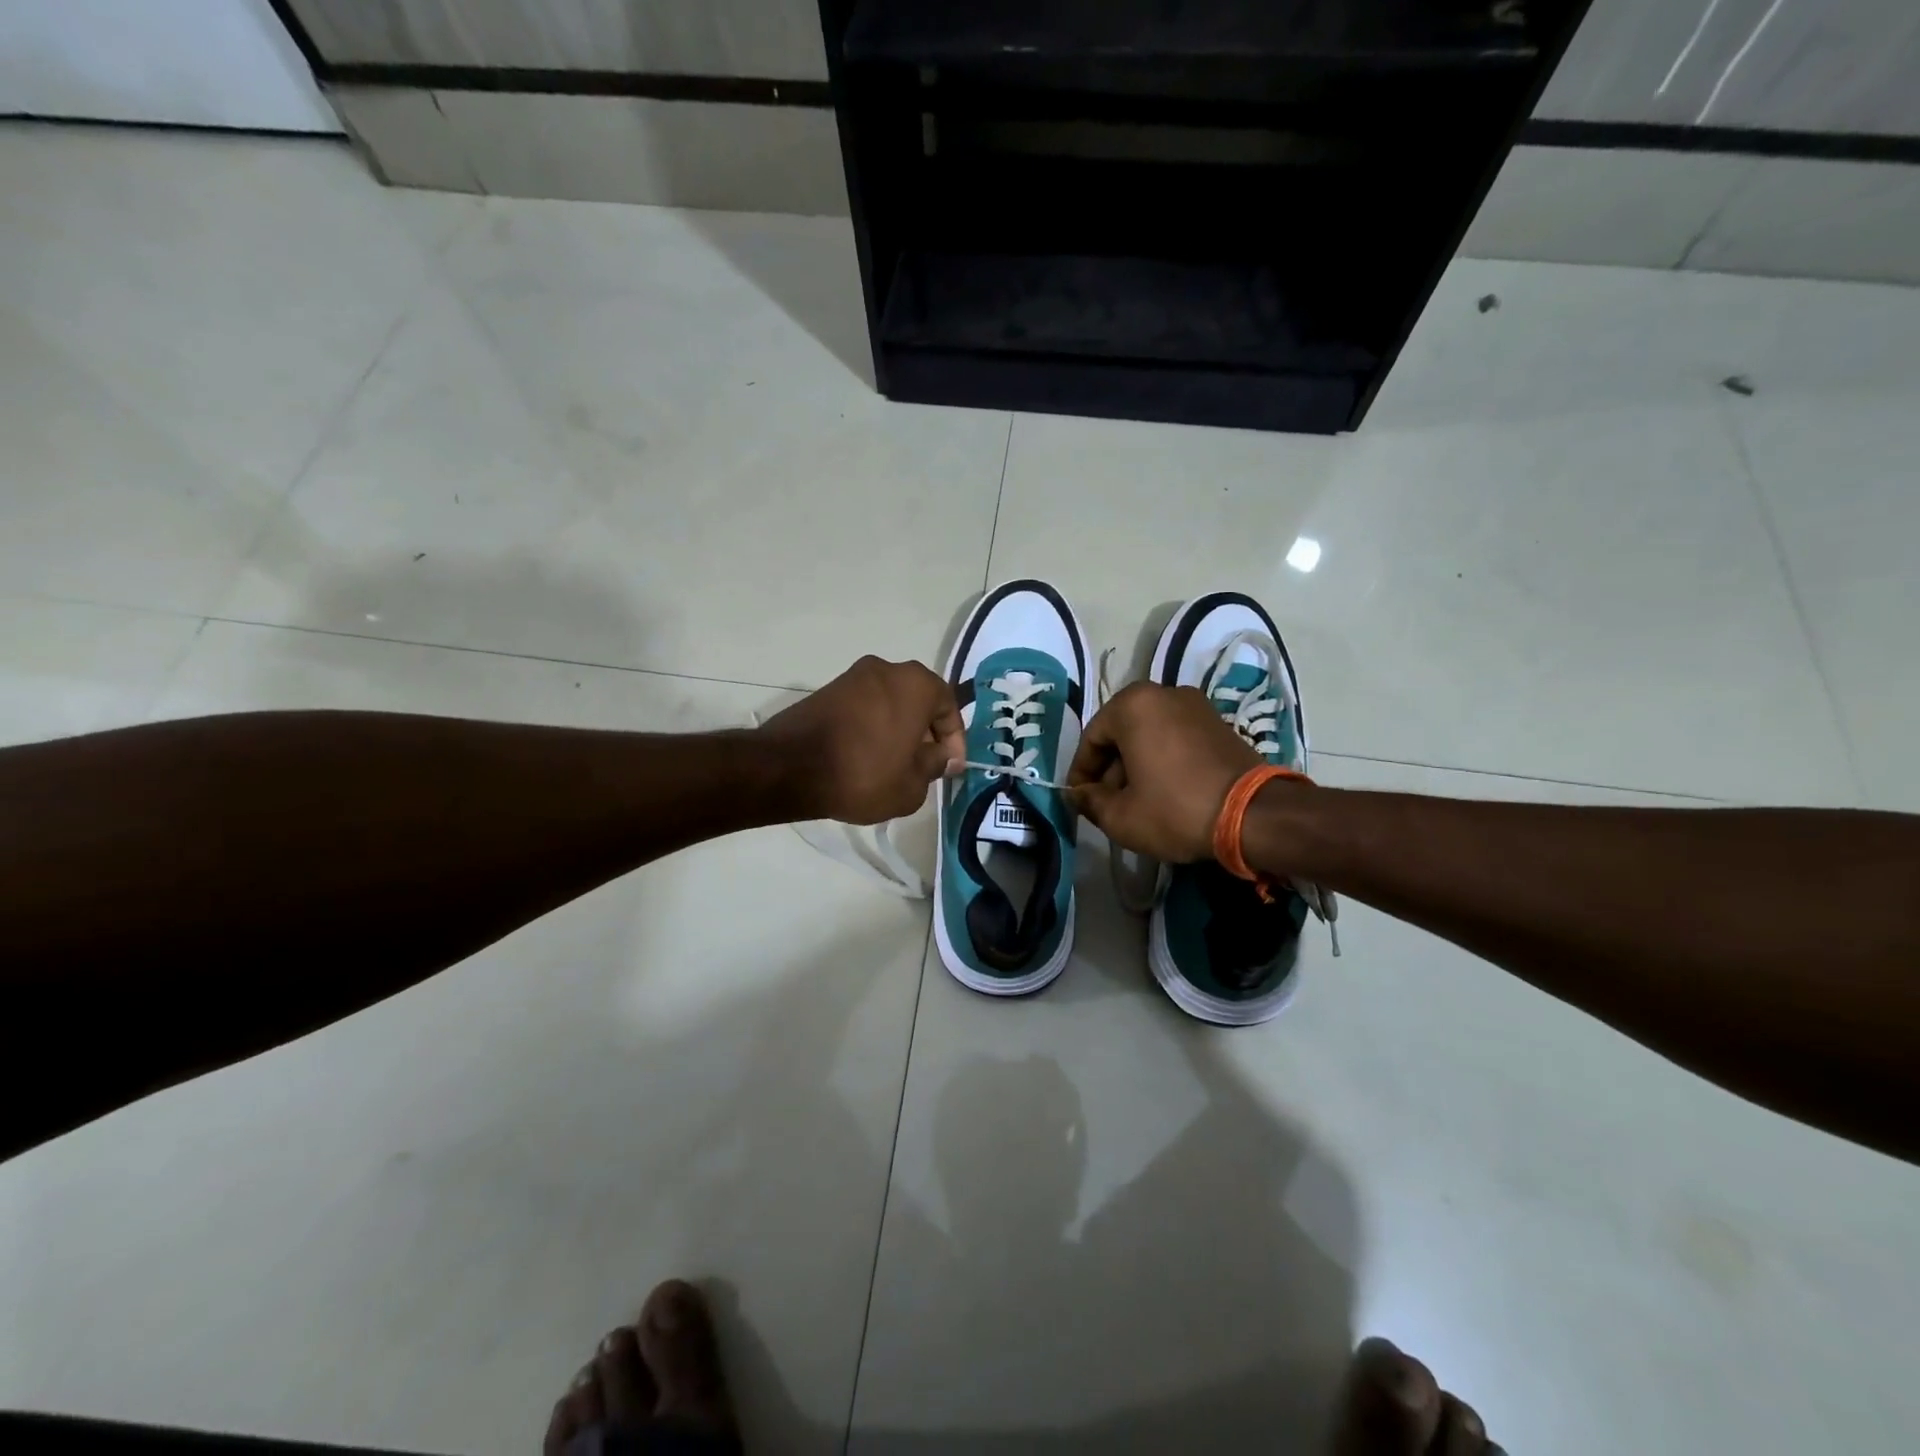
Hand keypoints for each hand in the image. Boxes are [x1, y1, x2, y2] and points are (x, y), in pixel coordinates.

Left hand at [759, 656, 964, 824]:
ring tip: (896, 765)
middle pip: (919, 701)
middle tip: (926, 766)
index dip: (955, 742)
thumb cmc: (863, 775)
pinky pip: (865, 707)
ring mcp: (853, 676)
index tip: (950, 768)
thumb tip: (942, 755)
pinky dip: (873, 727)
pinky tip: (868, 756)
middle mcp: (887, 669)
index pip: (949, 708)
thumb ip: (935, 765)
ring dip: (899, 730)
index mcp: (916, 684)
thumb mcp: (913, 785)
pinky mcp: (828, 690)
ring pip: (891, 703)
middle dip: (926, 733)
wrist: (789, 768)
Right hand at [1067, 682, 1259, 860]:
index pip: (1091, 738)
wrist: (1254, 815)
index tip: (1080, 800)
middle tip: (1106, 803)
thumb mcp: (1120, 816)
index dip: (1081, 773)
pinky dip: (1162, 760)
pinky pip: (1175, 738)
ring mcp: (1195, 705)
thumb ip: (1089, 801)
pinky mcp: (1218, 723)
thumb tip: (1077, 794)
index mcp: (1133, 705)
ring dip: (1135, 765)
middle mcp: (1163, 693)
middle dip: (1110, 769)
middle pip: (1121, 733)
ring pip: (1149, 735)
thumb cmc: (1175, 809)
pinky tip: (1164, 792)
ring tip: (1135, 802)